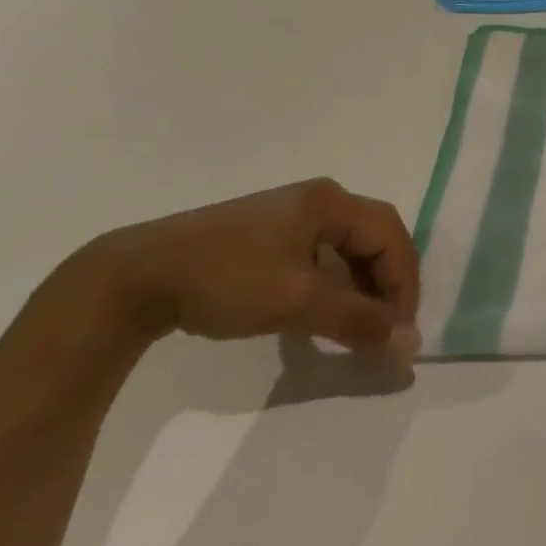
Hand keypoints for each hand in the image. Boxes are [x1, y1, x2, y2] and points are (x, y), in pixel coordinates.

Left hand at [69, 179, 421, 358]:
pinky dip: (334, 285)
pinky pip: (321, 256)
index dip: (404, 282)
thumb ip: (357, 321)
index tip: (400, 331)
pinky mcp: (268, 235)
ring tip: (358, 327)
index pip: (390, 235)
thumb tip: (409, 345)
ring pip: (348, 248)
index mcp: (331, 201)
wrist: (135, 277)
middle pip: (374, 237)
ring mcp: (291, 215)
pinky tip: (322, 313)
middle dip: (387, 283)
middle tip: (386, 328)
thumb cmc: (226, 279)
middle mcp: (318, 199)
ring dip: (362, 287)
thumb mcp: (298, 301)